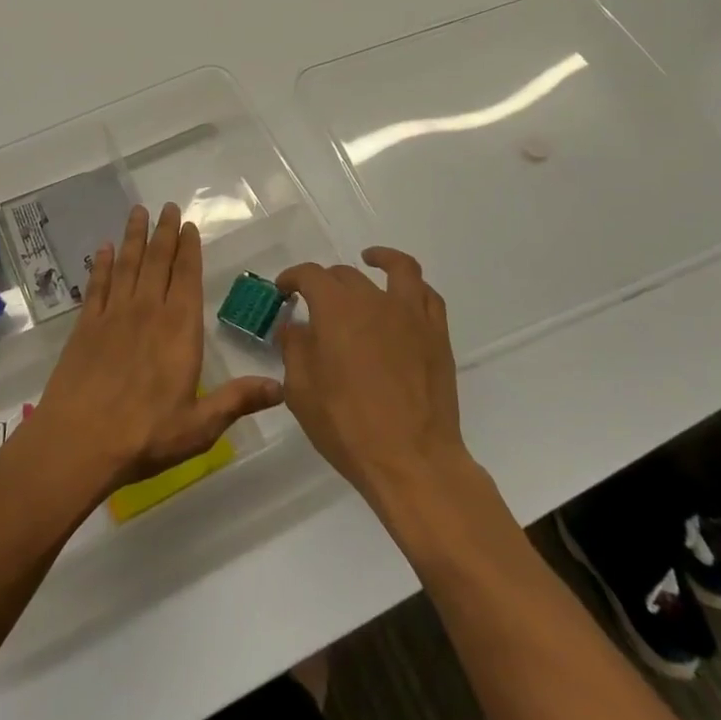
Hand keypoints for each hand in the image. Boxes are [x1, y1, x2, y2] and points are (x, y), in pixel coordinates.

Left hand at [32, 203, 284, 498]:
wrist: (77, 443)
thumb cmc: (144, 436)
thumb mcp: (200, 426)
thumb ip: (238, 401)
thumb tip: (282, 386)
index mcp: (179, 330)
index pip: (187, 277)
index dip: (189, 249)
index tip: (189, 225)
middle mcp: (147, 311)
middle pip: (157, 261)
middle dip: (164, 232)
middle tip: (167, 206)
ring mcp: (113, 316)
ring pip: (127, 265)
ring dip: (133, 237)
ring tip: (138, 212)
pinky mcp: (85, 326)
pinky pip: (96, 286)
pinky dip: (100, 265)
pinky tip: (102, 249)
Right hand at [276, 249, 471, 514]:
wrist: (412, 460)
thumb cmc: (347, 427)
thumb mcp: (301, 391)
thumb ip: (294, 349)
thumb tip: (295, 327)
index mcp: (335, 308)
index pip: (310, 275)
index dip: (293, 277)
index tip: (284, 289)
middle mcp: (373, 299)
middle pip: (346, 274)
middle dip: (326, 282)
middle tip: (316, 301)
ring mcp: (410, 314)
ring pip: (398, 269)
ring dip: (381, 259)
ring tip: (371, 259)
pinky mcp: (436, 335)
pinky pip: (428, 296)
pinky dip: (414, 288)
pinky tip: (404, 296)